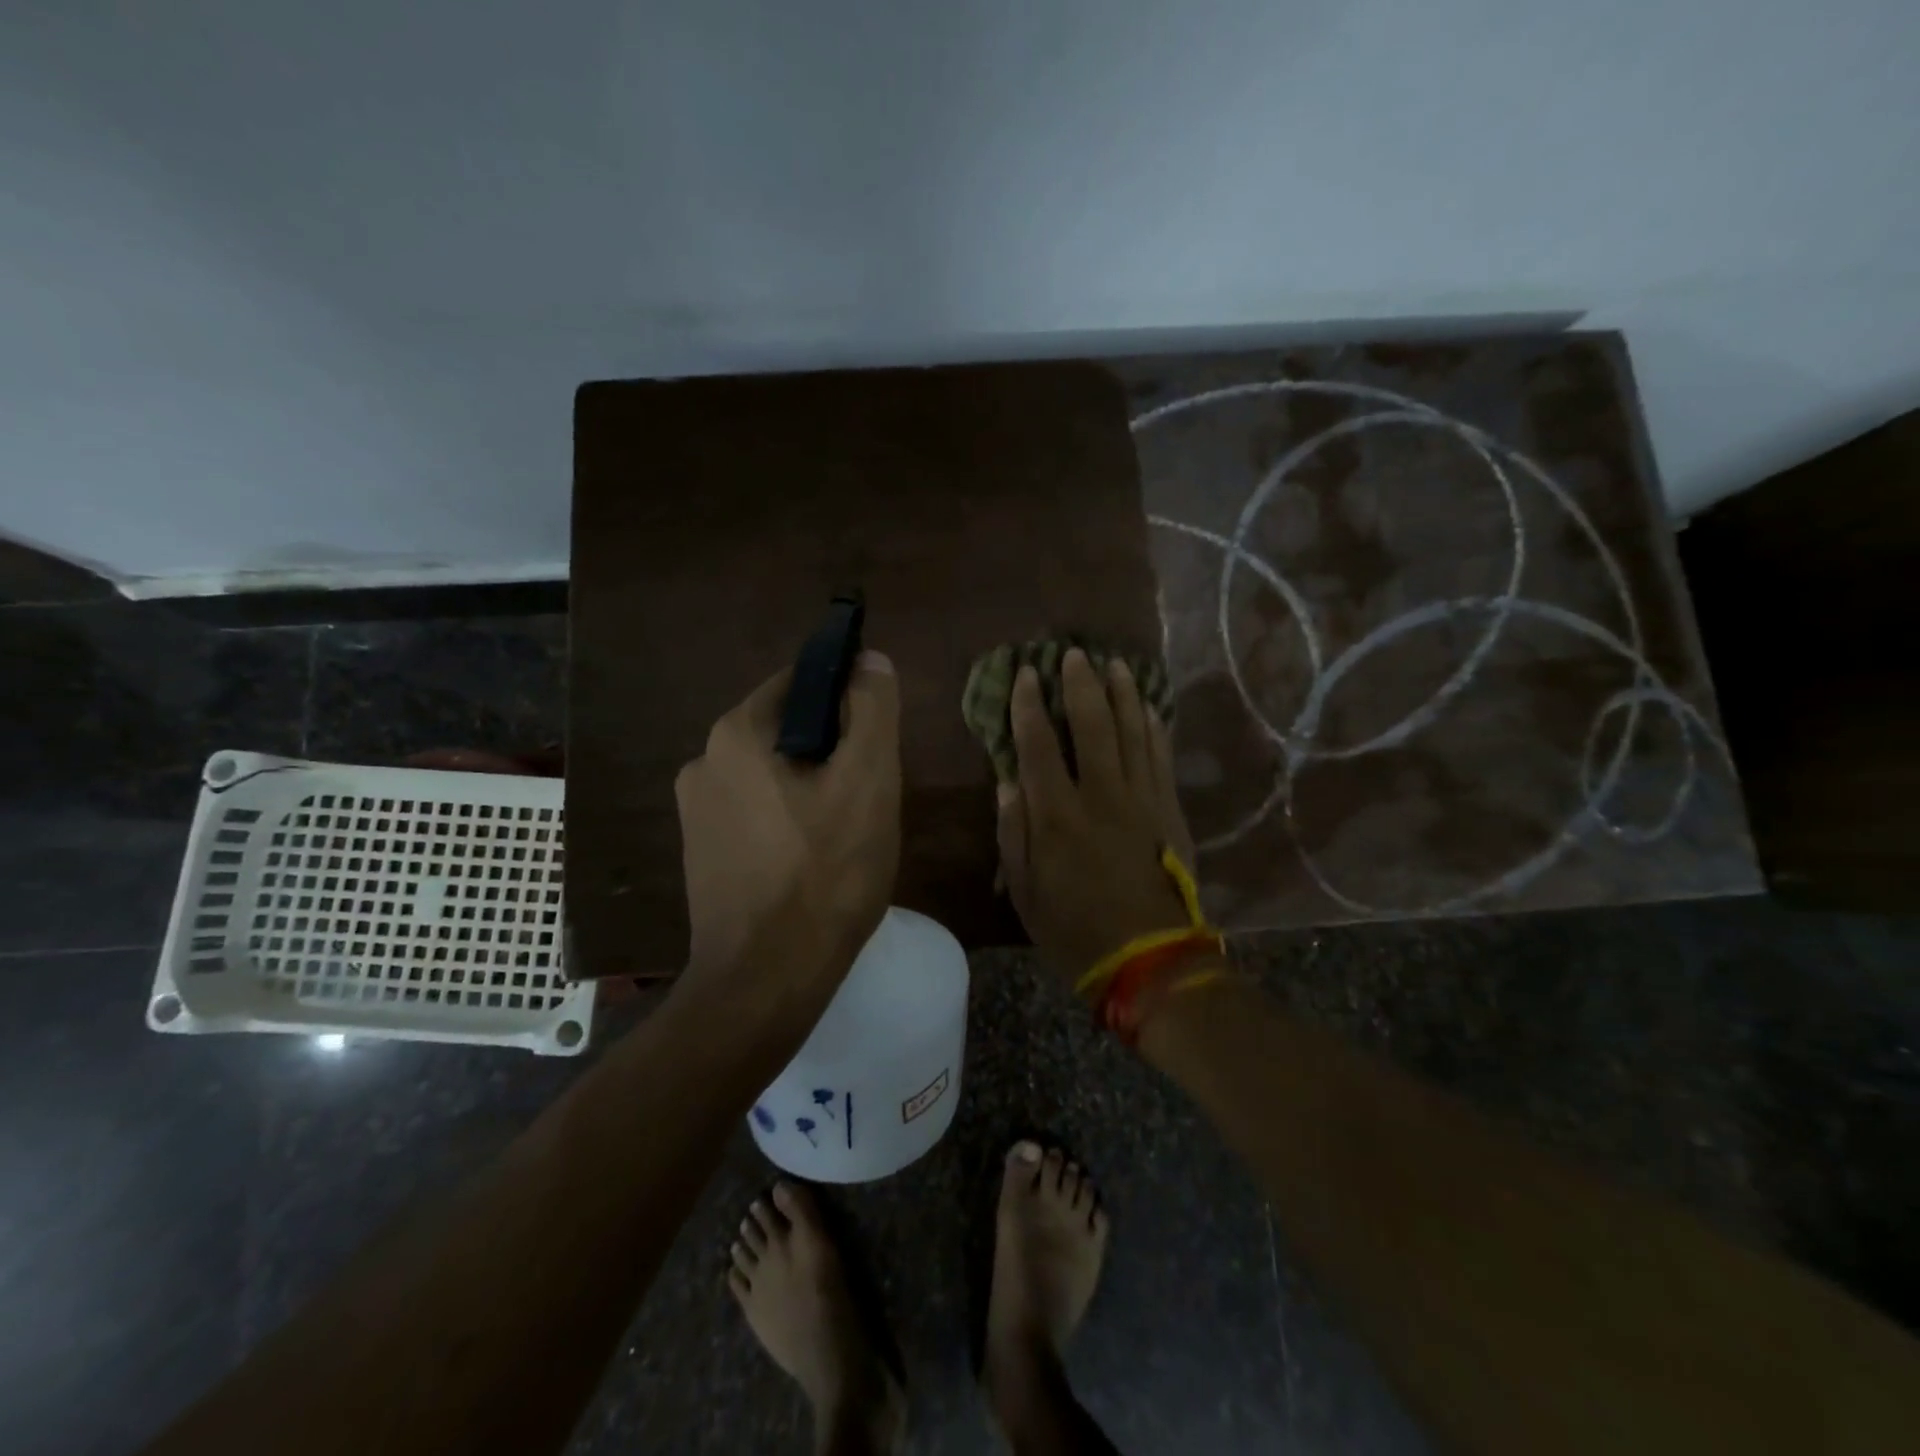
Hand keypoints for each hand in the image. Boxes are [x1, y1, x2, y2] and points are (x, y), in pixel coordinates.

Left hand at [674, 651, 900, 1015]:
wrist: (766, 981)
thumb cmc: (825, 874)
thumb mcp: (868, 781)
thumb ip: (871, 710)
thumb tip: (869, 659)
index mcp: (736, 734)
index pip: (801, 682)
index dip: (847, 699)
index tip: (877, 739)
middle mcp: (703, 762)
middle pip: (787, 731)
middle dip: (833, 751)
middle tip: (870, 795)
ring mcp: (696, 812)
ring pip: (773, 775)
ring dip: (812, 788)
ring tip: (847, 834)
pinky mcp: (702, 853)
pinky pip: (756, 814)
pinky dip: (788, 821)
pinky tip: (813, 861)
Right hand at [996, 648, 1197, 982]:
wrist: (1151, 960)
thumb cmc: (1076, 930)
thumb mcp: (1025, 893)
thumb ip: (1014, 834)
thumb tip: (1008, 782)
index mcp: (1057, 816)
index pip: (1038, 744)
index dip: (1029, 705)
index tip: (1025, 674)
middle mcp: (1100, 795)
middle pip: (1092, 725)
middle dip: (1080, 685)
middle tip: (1074, 654)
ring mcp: (1142, 799)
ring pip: (1133, 732)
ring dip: (1123, 694)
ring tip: (1115, 665)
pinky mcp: (1170, 810)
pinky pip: (1161, 756)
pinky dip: (1154, 727)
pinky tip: (1148, 707)